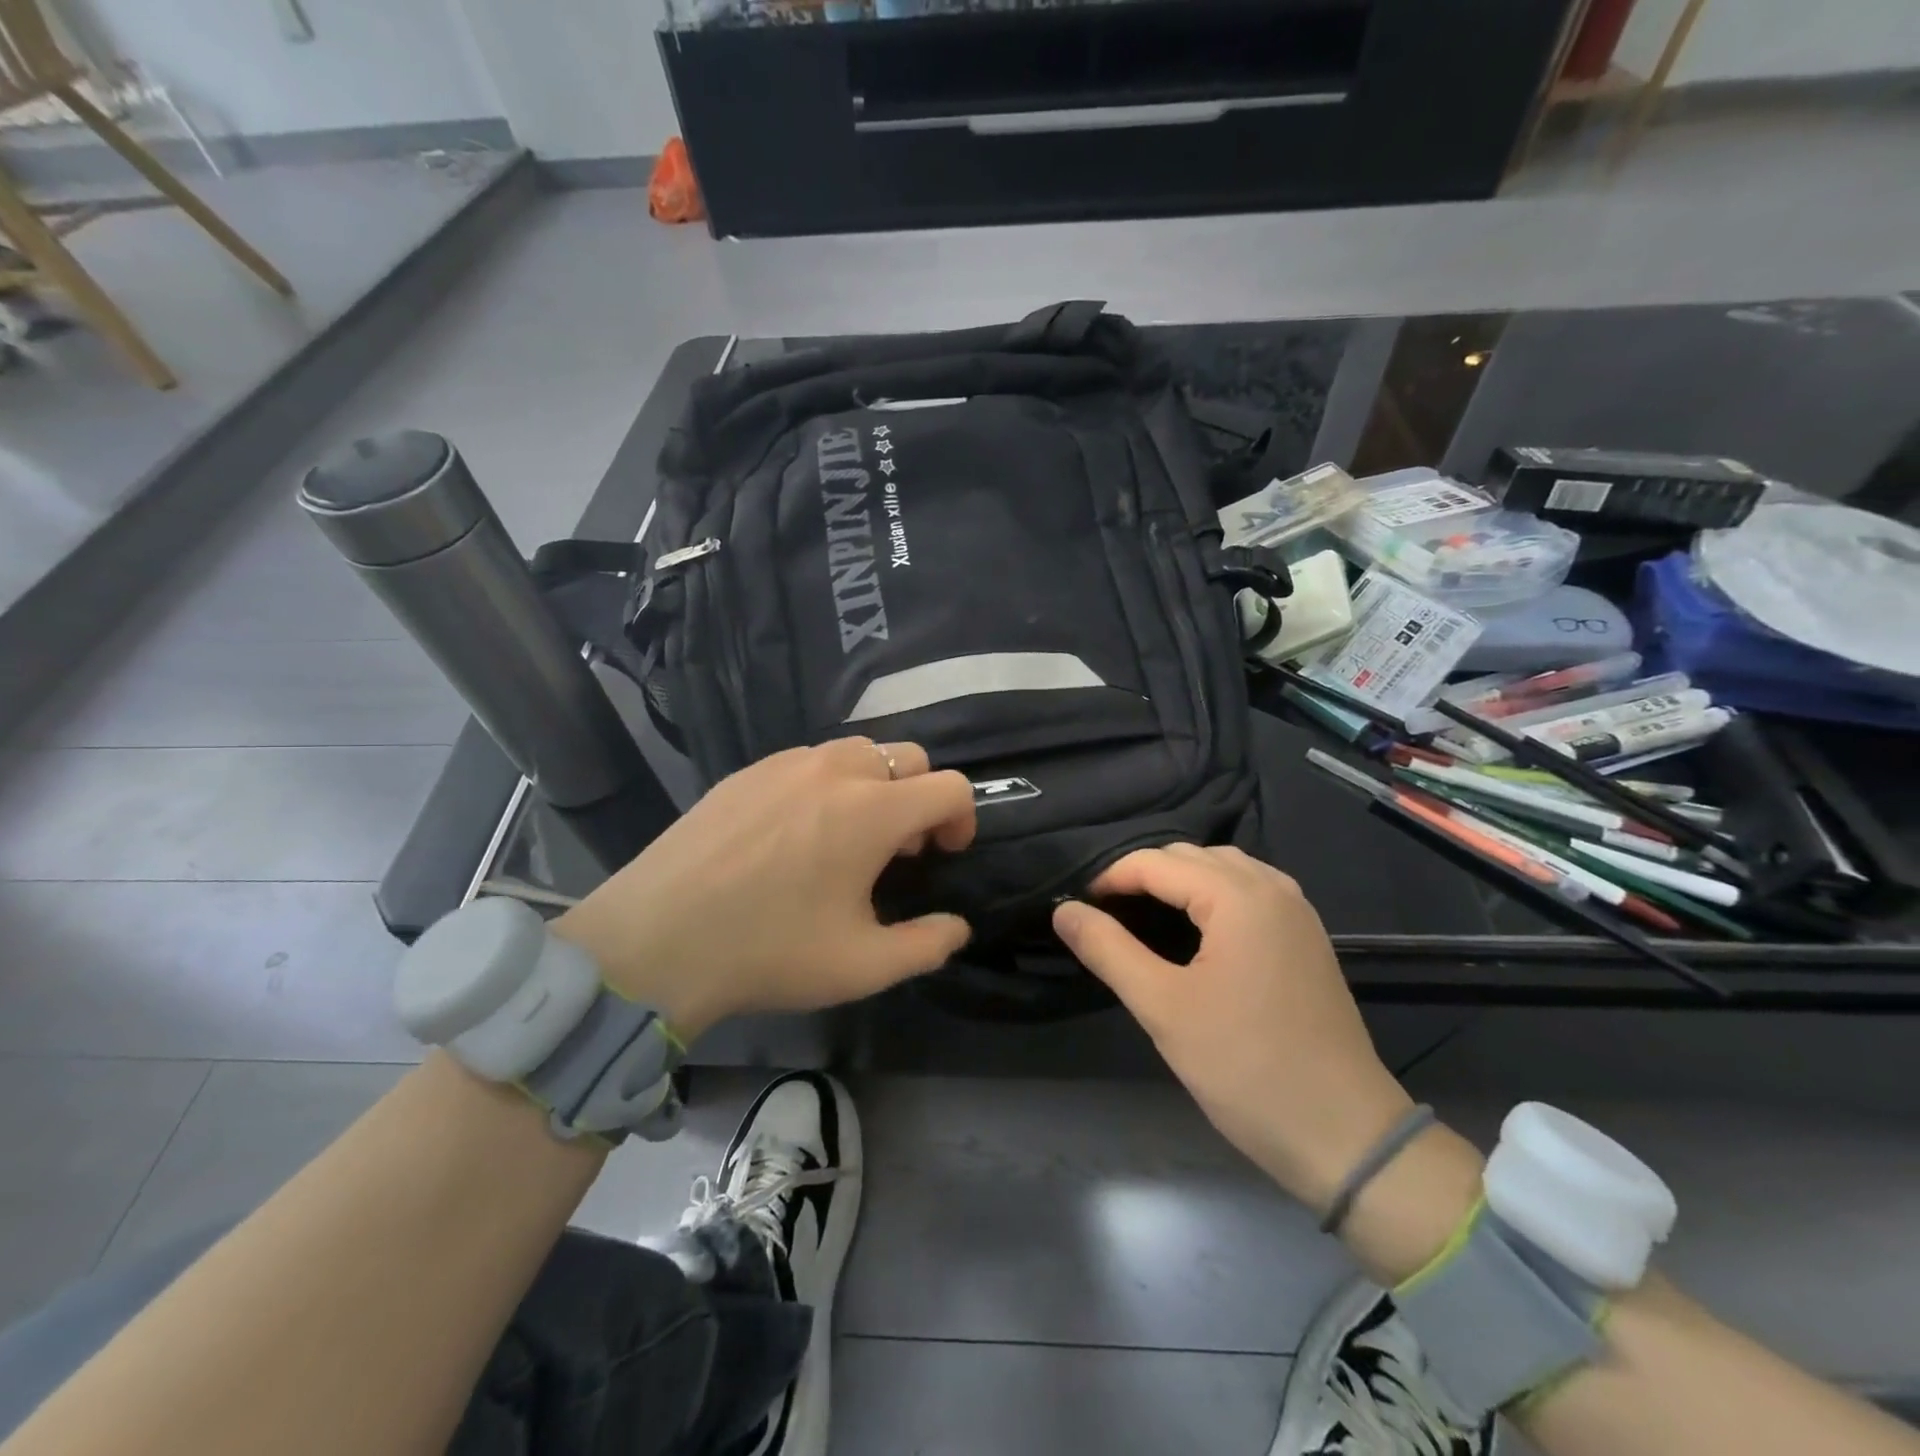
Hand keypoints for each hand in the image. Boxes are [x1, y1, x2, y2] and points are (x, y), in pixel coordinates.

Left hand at [554, 738, 974, 1038]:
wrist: (655, 941)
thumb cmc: (769, 951)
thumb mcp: (861, 966)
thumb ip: (926, 945)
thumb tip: (958, 927)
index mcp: (873, 810)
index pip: (950, 786)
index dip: (963, 818)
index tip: (945, 854)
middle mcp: (835, 771)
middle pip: (908, 757)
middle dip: (920, 797)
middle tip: (898, 849)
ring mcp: (786, 764)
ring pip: (857, 752)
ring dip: (875, 786)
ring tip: (848, 836)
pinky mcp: (747, 771)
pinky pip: (808, 761)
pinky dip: (828, 784)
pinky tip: (796, 832)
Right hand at [1052, 845, 1414, 1212]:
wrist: (1346, 1135)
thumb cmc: (1246, 1067)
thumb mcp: (1163, 1008)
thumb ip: (1108, 949)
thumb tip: (1063, 910)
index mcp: (1239, 896)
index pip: (1157, 862)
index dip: (1110, 878)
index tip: (1078, 908)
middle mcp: (1273, 888)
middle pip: (1191, 857)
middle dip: (1143, 875)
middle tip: (1105, 915)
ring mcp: (1297, 912)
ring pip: (1224, 868)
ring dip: (1179, 881)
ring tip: (1143, 916)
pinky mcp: (1307, 938)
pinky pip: (1251, 891)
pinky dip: (1214, 895)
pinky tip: (1197, 929)